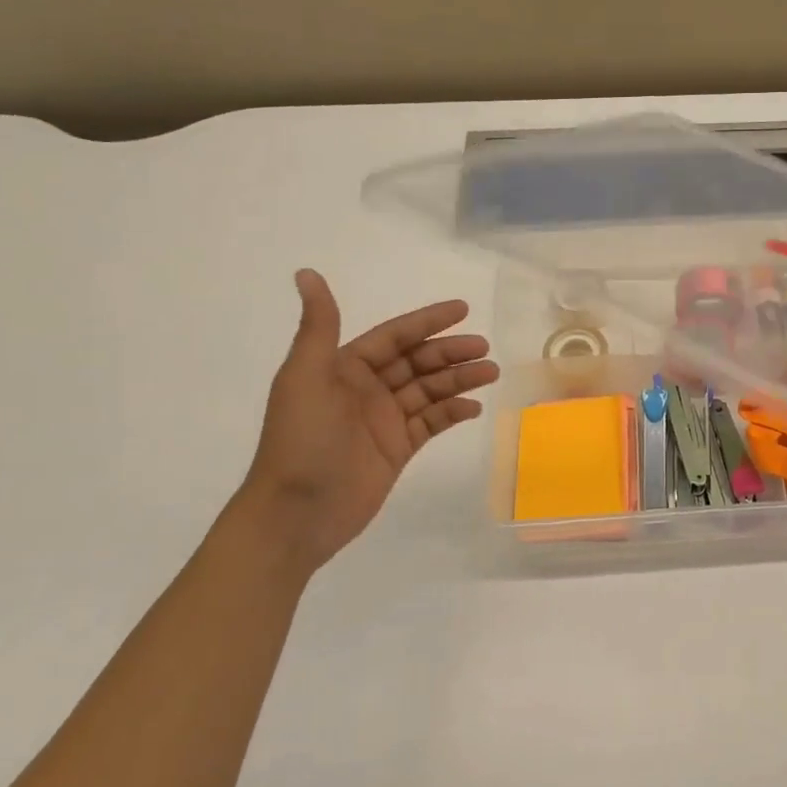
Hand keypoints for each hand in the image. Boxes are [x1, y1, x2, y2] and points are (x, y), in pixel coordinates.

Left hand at [235, 270, 500, 574]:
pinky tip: (474, 408)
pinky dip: (453, 413)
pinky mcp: (398, 449)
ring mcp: (384, 420)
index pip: (394, 336)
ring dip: (459, 379)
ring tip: (490, 373)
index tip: (462, 309)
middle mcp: (366, 389)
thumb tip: (307, 273)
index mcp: (344, 368)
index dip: (427, 321)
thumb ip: (318, 326)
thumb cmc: (301, 440)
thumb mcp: (306, 377)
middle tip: (484, 347)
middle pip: (418, 362)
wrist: (296, 513)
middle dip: (451, 352)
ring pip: (430, 390)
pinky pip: (432, 423)